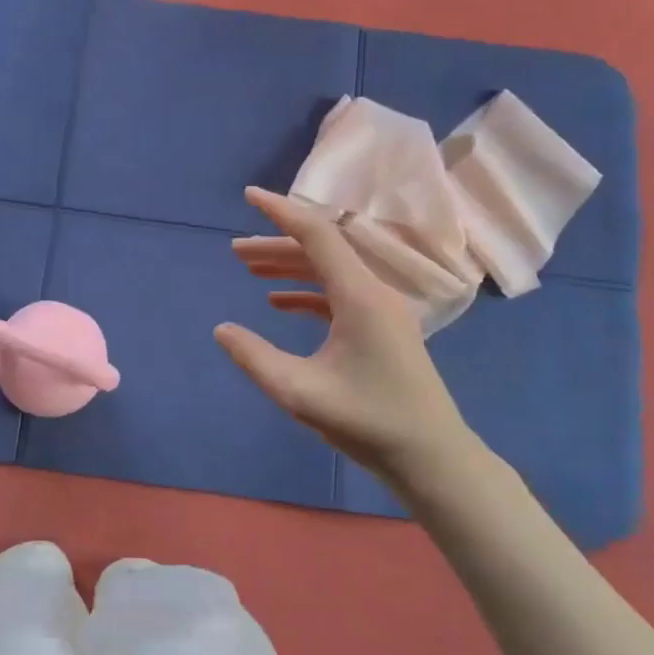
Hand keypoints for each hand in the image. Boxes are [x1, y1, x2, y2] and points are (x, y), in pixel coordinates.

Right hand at [216, 187, 484, 499]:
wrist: (431, 458)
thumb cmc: (368, 422)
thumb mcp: (300, 392)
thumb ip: (255, 358)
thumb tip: (222, 330)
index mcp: (360, 296)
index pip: (317, 235)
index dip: (281, 211)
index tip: (249, 196)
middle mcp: (374, 293)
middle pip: (321, 251)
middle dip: (276, 244)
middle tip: (234, 250)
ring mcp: (381, 311)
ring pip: (329, 273)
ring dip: (289, 268)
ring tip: (248, 269)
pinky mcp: (381, 330)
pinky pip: (338, 295)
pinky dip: (306, 293)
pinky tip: (277, 303)